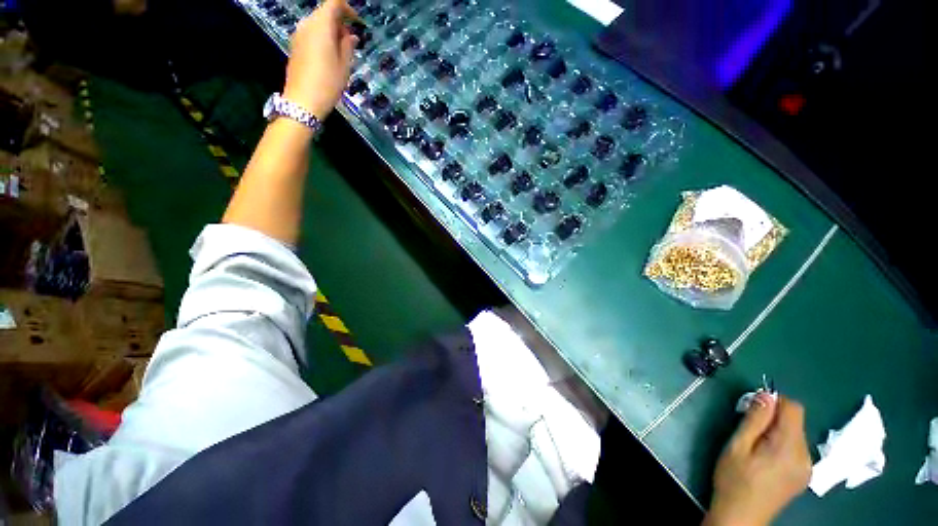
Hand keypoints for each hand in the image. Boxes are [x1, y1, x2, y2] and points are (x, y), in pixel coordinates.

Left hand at [283, 0, 358, 118]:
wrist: (303, 101)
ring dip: (331, 31)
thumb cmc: (328, 83)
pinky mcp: (295, 46)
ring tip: (342, 51)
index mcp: (321, 26)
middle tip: (351, 41)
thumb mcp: (344, 66)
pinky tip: (330, 56)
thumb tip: (351, 36)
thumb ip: (348, 46)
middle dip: (339, 21)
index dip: (347, 9)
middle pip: (324, 13)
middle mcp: (307, 25)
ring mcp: (298, 35)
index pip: (333, 4)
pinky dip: (322, 38)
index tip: (357, 21)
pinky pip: (311, 34)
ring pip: (317, 24)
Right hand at [704, 394, 811, 525]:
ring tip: (755, 446)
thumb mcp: (737, 446)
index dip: (774, 401)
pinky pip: (795, 448)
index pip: (794, 408)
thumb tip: (765, 395)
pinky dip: (781, 444)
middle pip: (795, 421)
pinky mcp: (803, 476)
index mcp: (789, 448)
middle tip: (748, 428)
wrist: (741, 517)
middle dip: (773, 418)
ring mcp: (807, 468)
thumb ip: (754, 420)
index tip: (753, 407)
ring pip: (795, 434)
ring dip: (776, 431)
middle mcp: (805, 456)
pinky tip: (765, 458)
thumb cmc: (734, 479)